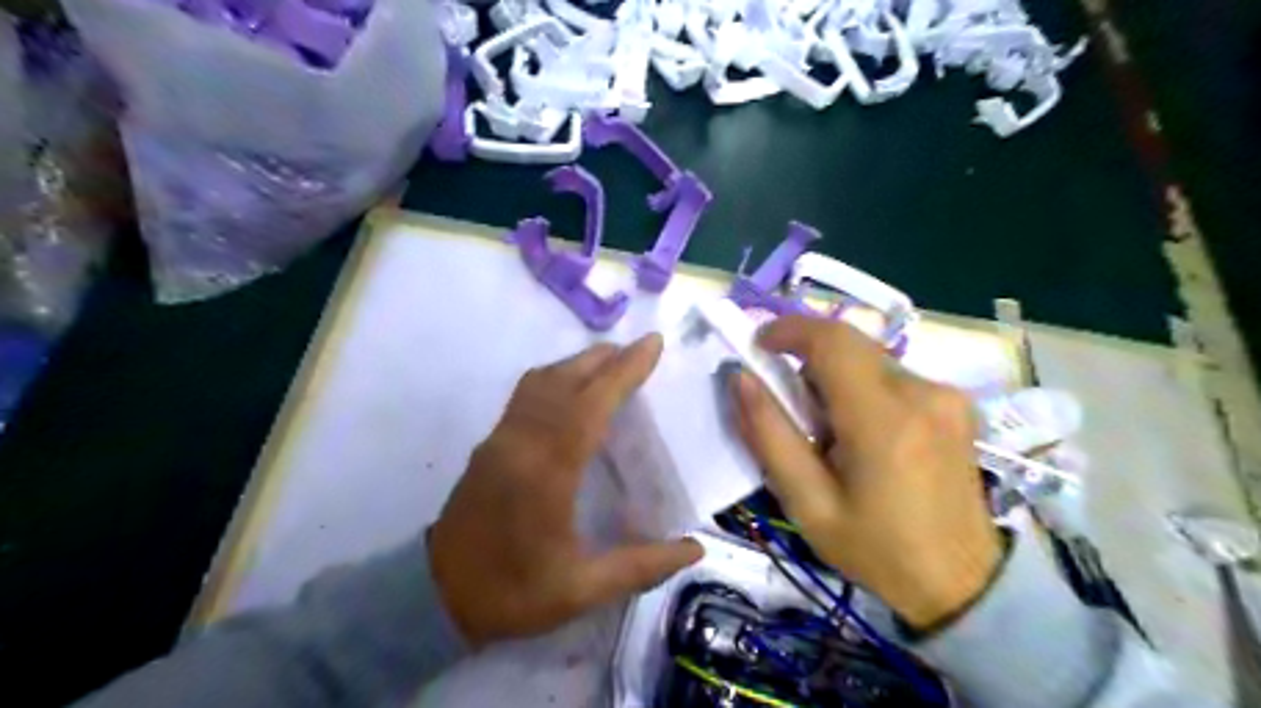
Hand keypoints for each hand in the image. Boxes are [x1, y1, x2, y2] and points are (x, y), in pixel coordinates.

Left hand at [432, 333, 707, 648]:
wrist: (435, 595)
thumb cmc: (512, 591)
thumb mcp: (581, 590)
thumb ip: (641, 566)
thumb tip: (695, 549)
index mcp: (548, 472)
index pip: (591, 404)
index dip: (625, 371)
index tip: (653, 344)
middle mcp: (522, 441)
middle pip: (566, 380)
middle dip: (605, 358)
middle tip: (640, 349)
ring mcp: (501, 437)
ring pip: (542, 380)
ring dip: (579, 363)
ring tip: (612, 361)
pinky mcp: (490, 442)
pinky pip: (526, 392)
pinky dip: (555, 377)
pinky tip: (572, 388)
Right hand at [735, 318, 1000, 627]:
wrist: (962, 582)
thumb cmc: (876, 549)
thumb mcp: (807, 504)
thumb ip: (769, 435)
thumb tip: (741, 378)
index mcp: (883, 419)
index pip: (831, 340)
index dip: (789, 330)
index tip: (758, 344)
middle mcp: (922, 391)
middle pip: (850, 344)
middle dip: (808, 358)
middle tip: (788, 402)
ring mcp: (946, 394)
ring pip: (869, 359)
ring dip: (835, 377)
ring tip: (827, 430)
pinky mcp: (956, 402)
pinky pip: (893, 375)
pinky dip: (862, 388)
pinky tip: (862, 433)